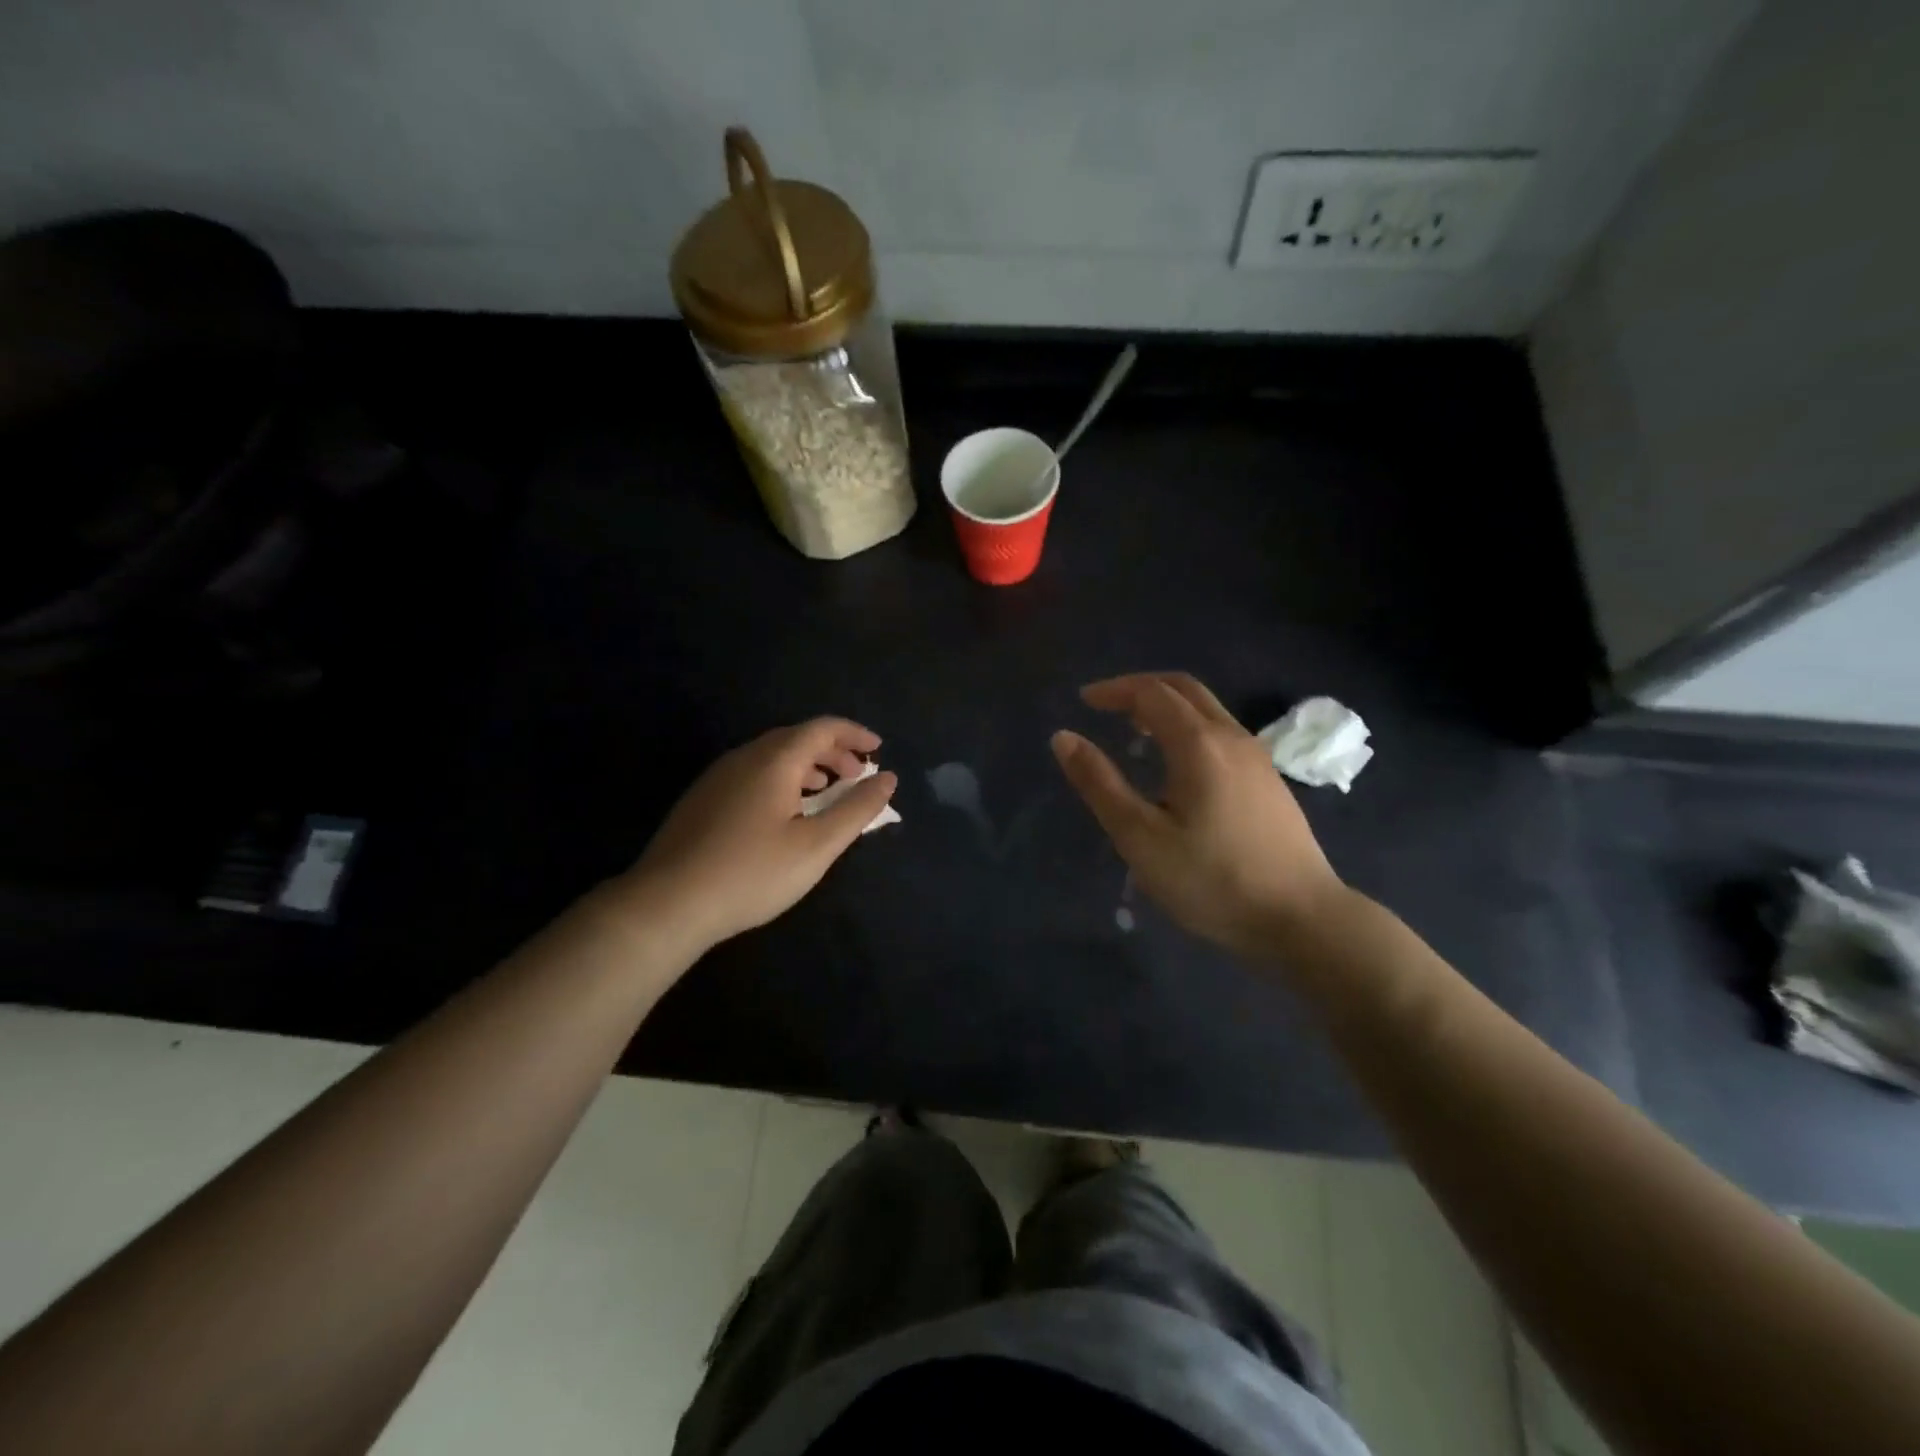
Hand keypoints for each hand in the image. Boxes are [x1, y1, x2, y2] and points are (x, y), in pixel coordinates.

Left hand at [616, 718, 897, 953]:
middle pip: (796, 738)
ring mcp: (718, 777)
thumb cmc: (752, 873)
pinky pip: (752, 773)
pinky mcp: (702, 799)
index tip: (879, 750)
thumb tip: (888, 779)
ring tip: (825, 790)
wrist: (667, 903)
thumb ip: (857, 810)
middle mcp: (744, 757)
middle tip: (857, 775)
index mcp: (775, 760)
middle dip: (833, 751)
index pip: (822, 728)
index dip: (855, 734)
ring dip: (806, 765)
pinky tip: (783, 812)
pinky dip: (782, 779)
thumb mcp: (817, 846)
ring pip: (772, 756)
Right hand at [1052, 673, 1344, 957]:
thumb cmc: (1212, 879)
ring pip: (1207, 709)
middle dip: (1141, 688)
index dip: (1114, 690)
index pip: (1151, 692)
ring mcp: (1257, 757)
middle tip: (1107, 706)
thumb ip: (1100, 784)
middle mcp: (1231, 737)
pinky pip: (1221, 732)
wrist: (1301, 918)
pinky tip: (1177, 765)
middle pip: (1184, 688)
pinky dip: (1189, 727)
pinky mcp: (1269, 780)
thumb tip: (1063, 737)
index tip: (1084, 701)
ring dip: (1167, 707)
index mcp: (1198, 744)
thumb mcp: (1141, 837)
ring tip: (1134, 732)